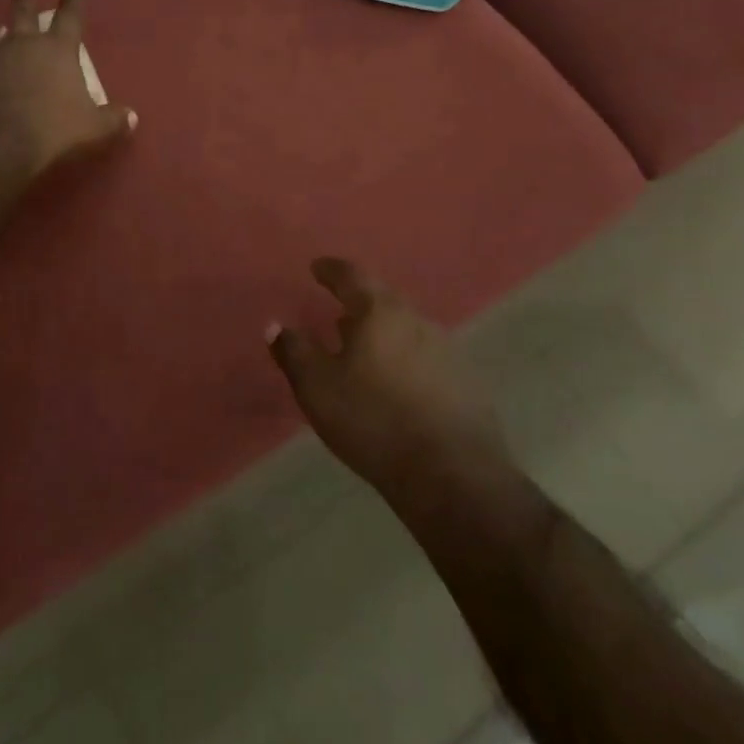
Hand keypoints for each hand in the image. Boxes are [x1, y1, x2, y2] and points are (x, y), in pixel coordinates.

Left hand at [0, 0, 135, 181]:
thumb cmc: (51, 128)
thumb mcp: (91, 128)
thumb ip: (111, 120)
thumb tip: (131, 117)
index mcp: (59, 48)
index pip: (69, 17)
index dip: (72, 4)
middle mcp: (25, 43)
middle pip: (24, 13)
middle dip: (26, 2)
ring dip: (3, 31)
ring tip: (2, 31)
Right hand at [269, 259, 508, 506]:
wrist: (453, 476)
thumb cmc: (373, 420)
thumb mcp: (317, 387)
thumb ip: (294, 352)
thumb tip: (276, 326)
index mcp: (380, 313)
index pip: (352, 276)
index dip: (331, 269)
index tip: (317, 267)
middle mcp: (417, 321)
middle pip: (384, 299)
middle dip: (360, 302)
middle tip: (339, 311)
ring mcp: (448, 352)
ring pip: (407, 329)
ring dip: (383, 333)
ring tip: (365, 349)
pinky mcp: (467, 385)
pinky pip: (427, 359)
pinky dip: (406, 360)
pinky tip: (397, 384)